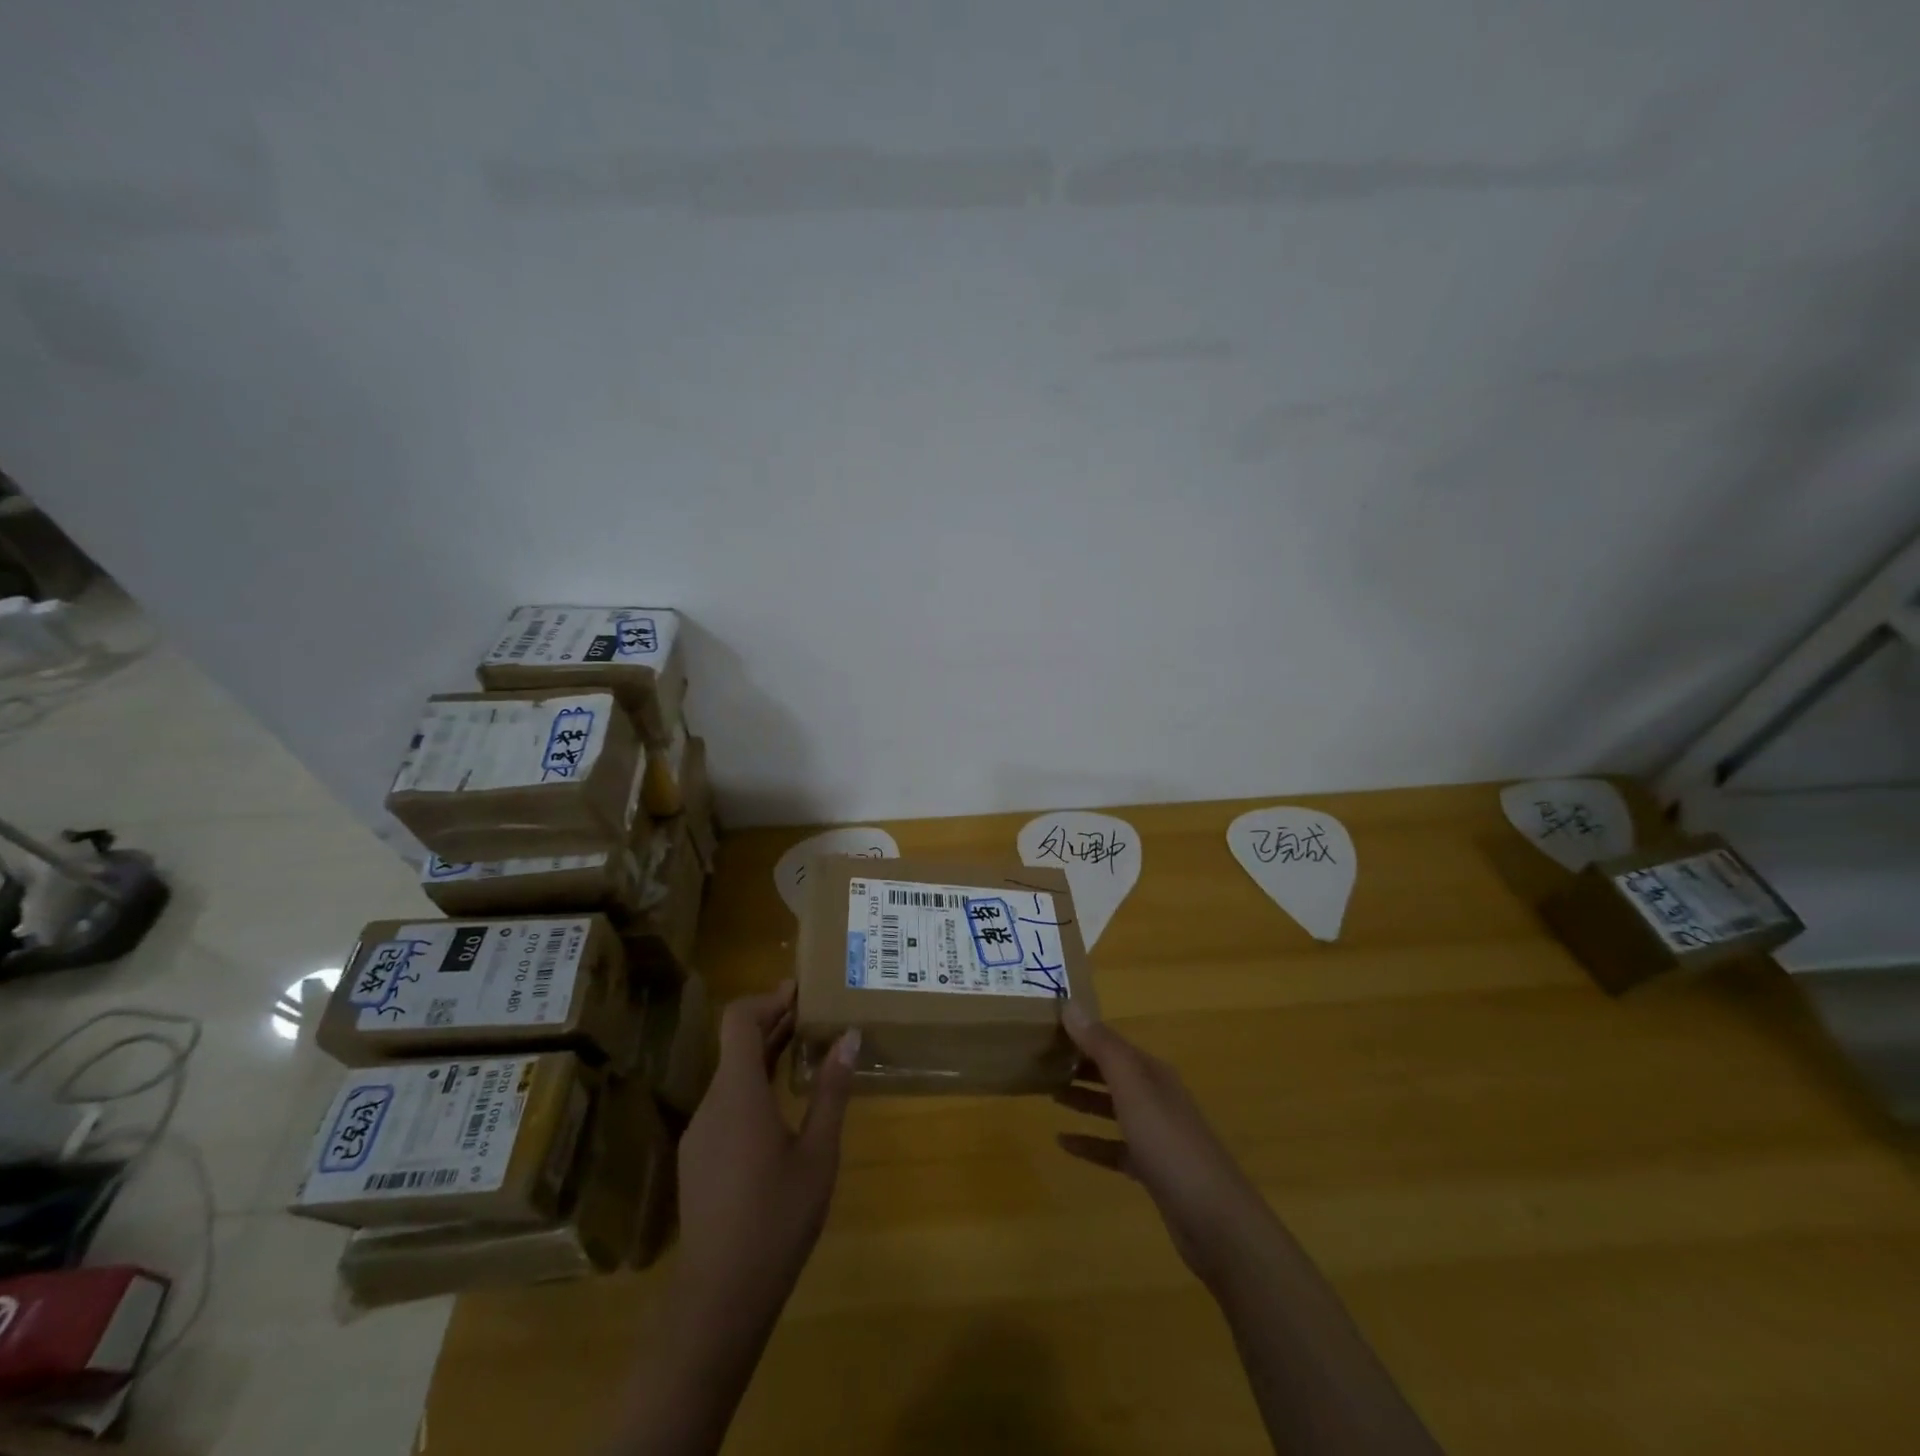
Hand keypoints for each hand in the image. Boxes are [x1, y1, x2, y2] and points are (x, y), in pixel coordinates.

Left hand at [612, 990, 857, 1455]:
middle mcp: (712, 1103)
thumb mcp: (818, 1153)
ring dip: (765, 1055)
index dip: (767, 999)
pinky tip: (783, 1105)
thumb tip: (849, 1038)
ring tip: (807, 1052)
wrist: (720, 1298)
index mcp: (738, 1093)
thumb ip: (831, 1091)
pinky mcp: (699, 1158)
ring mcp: (700, 1133)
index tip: (800, 991)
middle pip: (735, 1045)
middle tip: (816, 1014)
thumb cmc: (776, 1219)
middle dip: (774, 1023)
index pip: (738, 1021)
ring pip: (731, 1075)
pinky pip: (727, 1103)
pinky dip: (754, 1085)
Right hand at [1055, 1003, 1270, 1286]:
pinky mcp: (1151, 1169)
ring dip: (1083, 1099)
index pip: (1112, 1043)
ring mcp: (1155, 1134)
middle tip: (1040, 1060)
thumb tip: (1070, 1004)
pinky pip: (1113, 1147)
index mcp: (1152, 1073)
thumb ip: (1102, 1047)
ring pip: (1112, 1107)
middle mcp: (1155, 1096)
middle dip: (1080, 1064)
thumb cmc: (1169, 1144)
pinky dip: (1090, 1142)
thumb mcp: (1133, 1089)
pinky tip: (1063, 1143)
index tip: (1047, 1028)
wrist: (1214, 1220)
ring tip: (1048, 1094)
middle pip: (1112, 1073)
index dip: (1082, 1034)